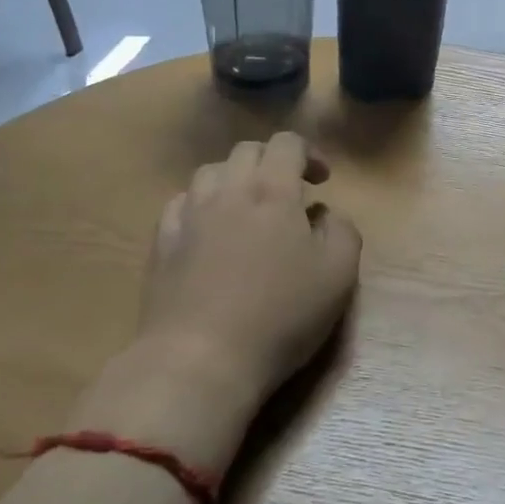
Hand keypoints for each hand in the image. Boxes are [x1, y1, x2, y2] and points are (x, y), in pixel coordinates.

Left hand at [140, 134, 361, 405]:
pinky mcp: (161, 246)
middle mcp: (227, 191)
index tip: (322, 182)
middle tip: (289, 192)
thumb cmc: (280, 315)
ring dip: (234, 179)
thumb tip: (326, 215)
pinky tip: (209, 229)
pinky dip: (200, 204)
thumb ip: (343, 231)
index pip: (287, 143)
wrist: (199, 361)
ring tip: (247, 208)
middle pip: (246, 151)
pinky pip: (180, 204)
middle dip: (272, 161)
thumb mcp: (339, 275)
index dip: (309, 153)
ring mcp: (188, 217)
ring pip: (209, 172)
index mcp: (273, 191)